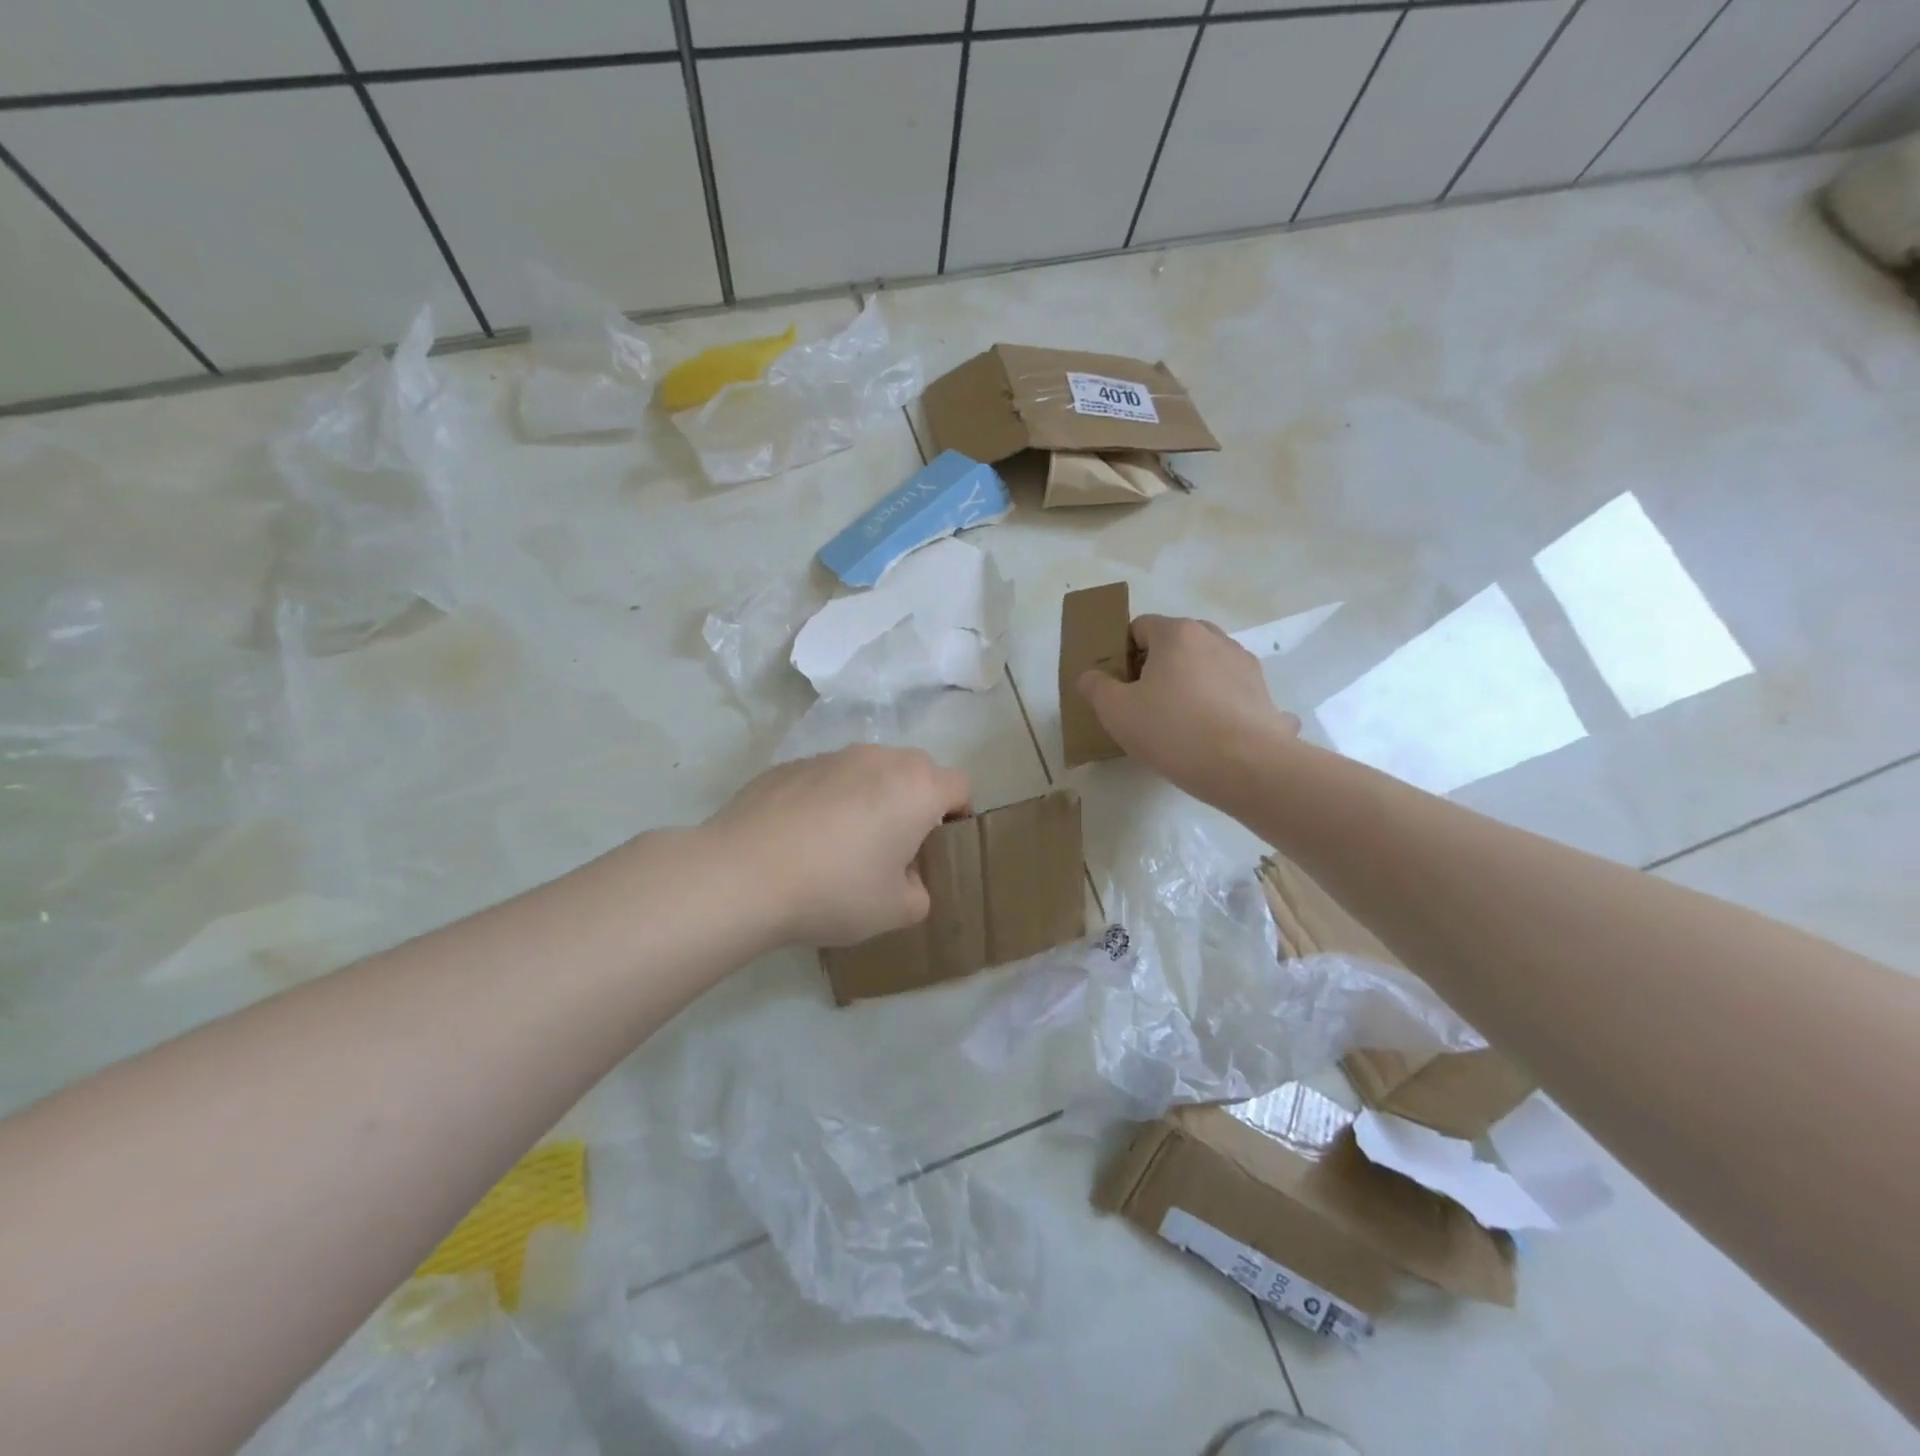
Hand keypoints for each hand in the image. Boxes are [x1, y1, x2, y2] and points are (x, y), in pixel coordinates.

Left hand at [704, 745, 971, 947]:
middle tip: (895, 846)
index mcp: (916, 788)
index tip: (939, 846)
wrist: (741, 874)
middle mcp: (878, 759)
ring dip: (870, 797)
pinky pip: (825, 778)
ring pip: (868, 770)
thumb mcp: (894, 911)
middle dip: (915, 802)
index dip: (958, 814)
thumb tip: (907, 879)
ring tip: (842, 843)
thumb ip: (919, 893)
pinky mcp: (789, 765)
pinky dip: (827, 799)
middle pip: (915, 771)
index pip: (960, 786)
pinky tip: (801, 839)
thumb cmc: (834, 890)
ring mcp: (830, 756)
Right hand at [1077, 614, 1299, 804]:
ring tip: (1181, 724)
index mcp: (1177, 634)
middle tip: (1145, 705)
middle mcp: (1214, 638)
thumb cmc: (1173, 730)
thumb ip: (1096, 687)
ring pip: (1206, 667)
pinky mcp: (1264, 694)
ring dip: (1191, 685)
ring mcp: (1244, 665)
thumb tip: (1091, 676)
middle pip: (1176, 644)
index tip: (1119, 687)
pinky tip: (1214, 737)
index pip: (1140, 627)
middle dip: (1158, 667)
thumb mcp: (1116, 712)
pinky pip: (1232, 694)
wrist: (1247, 766)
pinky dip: (1220, 707)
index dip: (1123, 655)